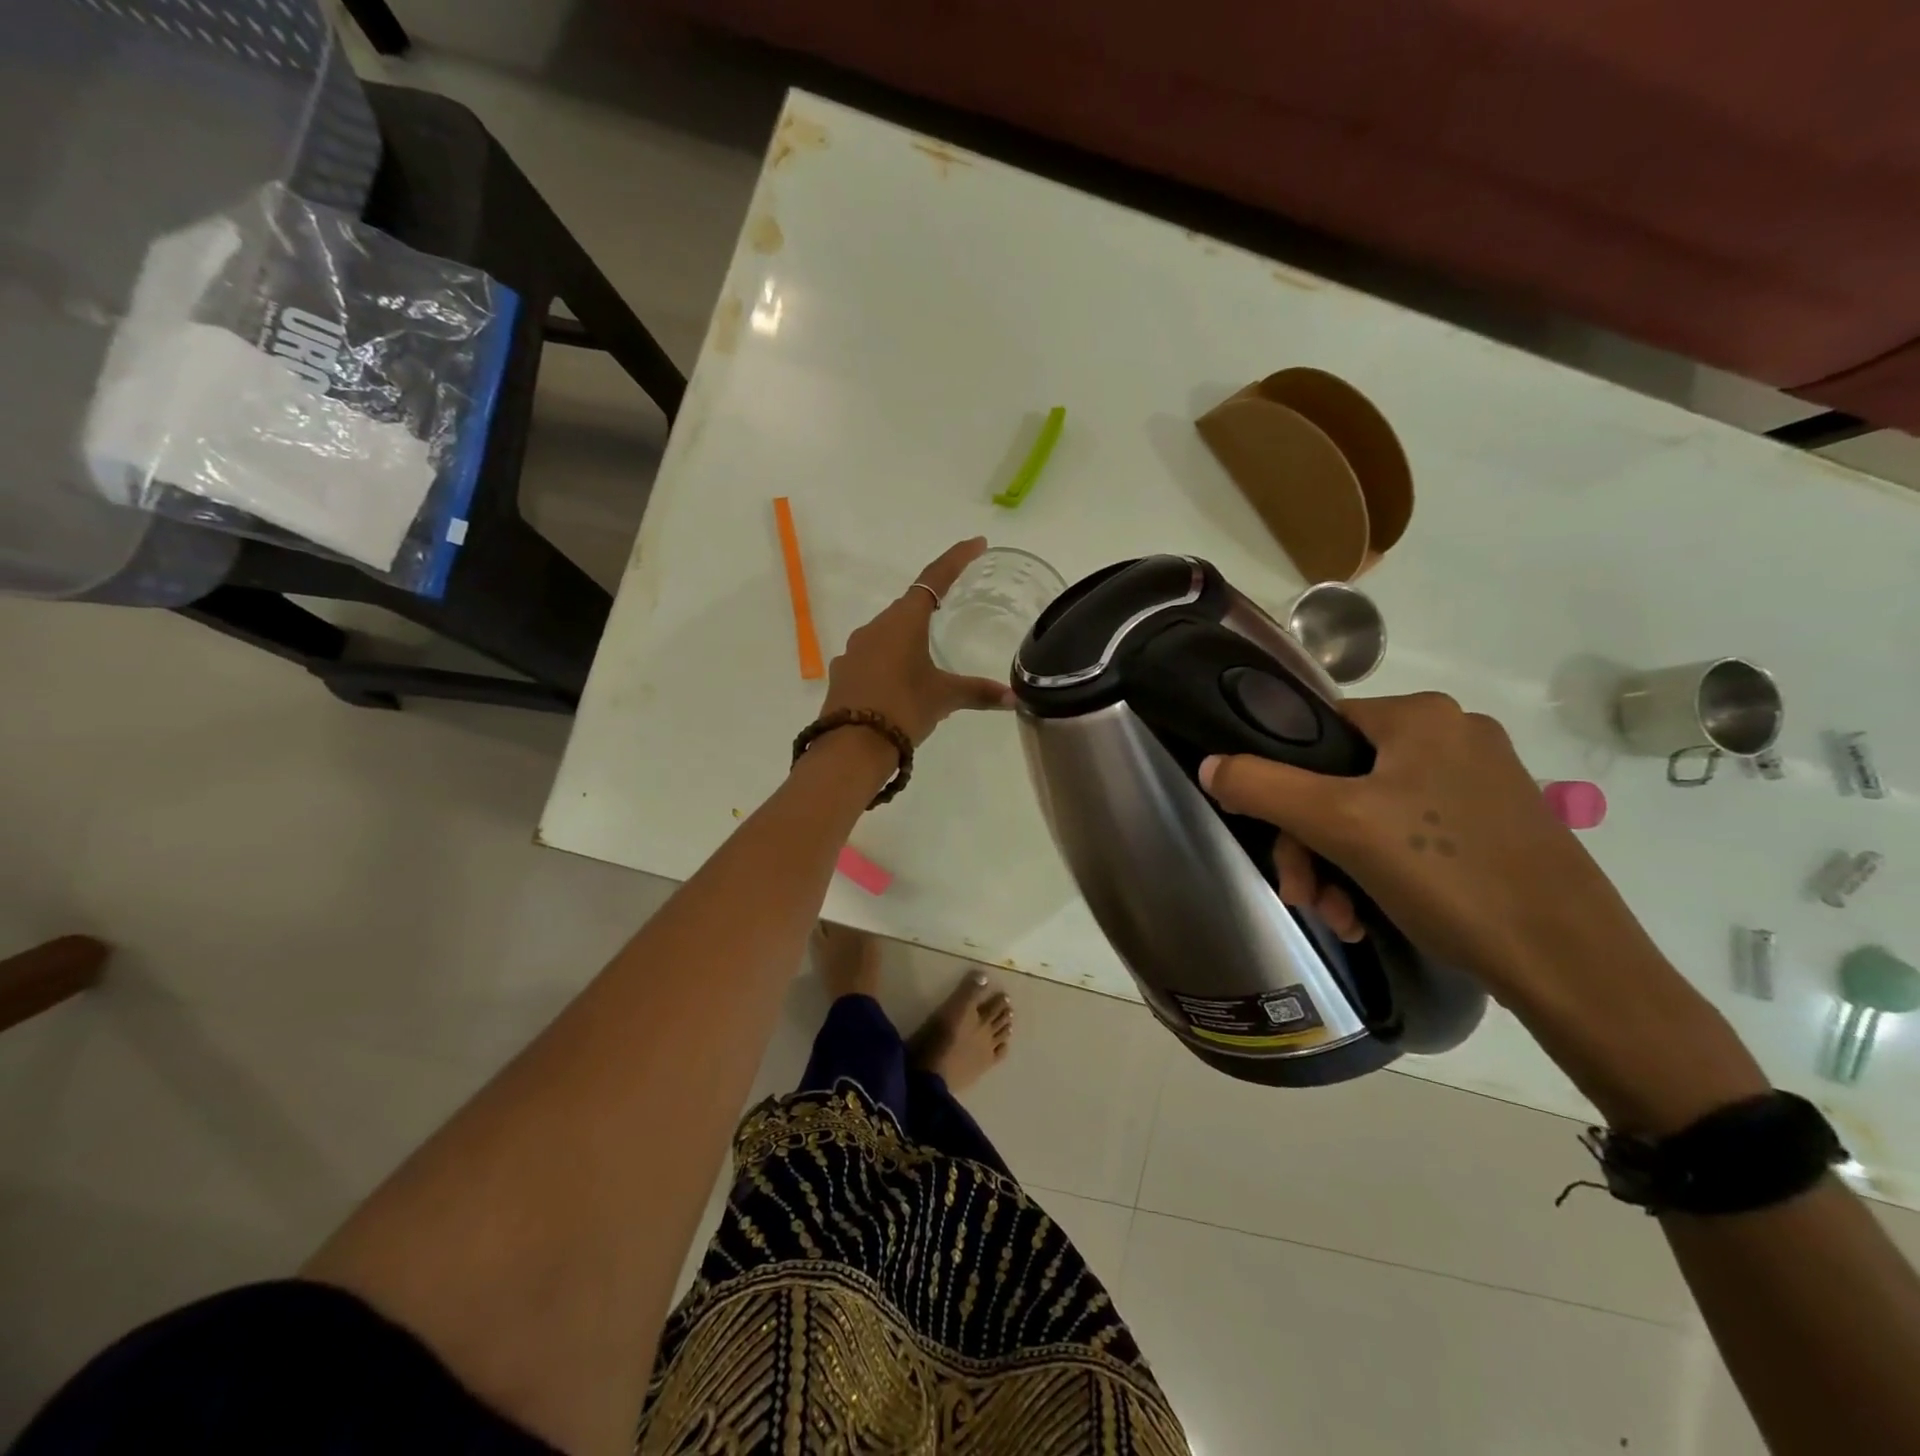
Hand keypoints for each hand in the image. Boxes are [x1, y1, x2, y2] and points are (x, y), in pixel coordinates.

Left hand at [820, 538, 1014, 744]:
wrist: (851, 746)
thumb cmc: (903, 709)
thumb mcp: (944, 698)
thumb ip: (978, 692)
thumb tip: (1013, 697)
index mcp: (904, 621)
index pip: (934, 578)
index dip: (956, 559)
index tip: (977, 544)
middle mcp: (875, 627)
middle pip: (908, 606)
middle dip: (930, 605)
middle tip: (953, 605)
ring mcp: (854, 649)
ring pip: (887, 632)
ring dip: (908, 636)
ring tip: (927, 655)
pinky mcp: (843, 672)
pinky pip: (872, 656)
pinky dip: (890, 660)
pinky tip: (900, 681)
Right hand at [1198, 692, 1643, 1002]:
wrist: (1572, 965)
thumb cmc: (1448, 875)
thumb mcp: (1339, 826)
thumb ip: (1264, 786)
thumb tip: (1210, 765)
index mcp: (1420, 715)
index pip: (1316, 731)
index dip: (1282, 785)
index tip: (1277, 844)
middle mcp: (1453, 735)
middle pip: (1340, 780)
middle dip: (1311, 844)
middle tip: (1306, 898)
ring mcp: (1480, 781)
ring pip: (1371, 813)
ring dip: (1339, 866)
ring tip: (1341, 918)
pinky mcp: (1496, 824)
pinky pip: (1410, 835)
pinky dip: (1379, 872)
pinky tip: (1372, 917)